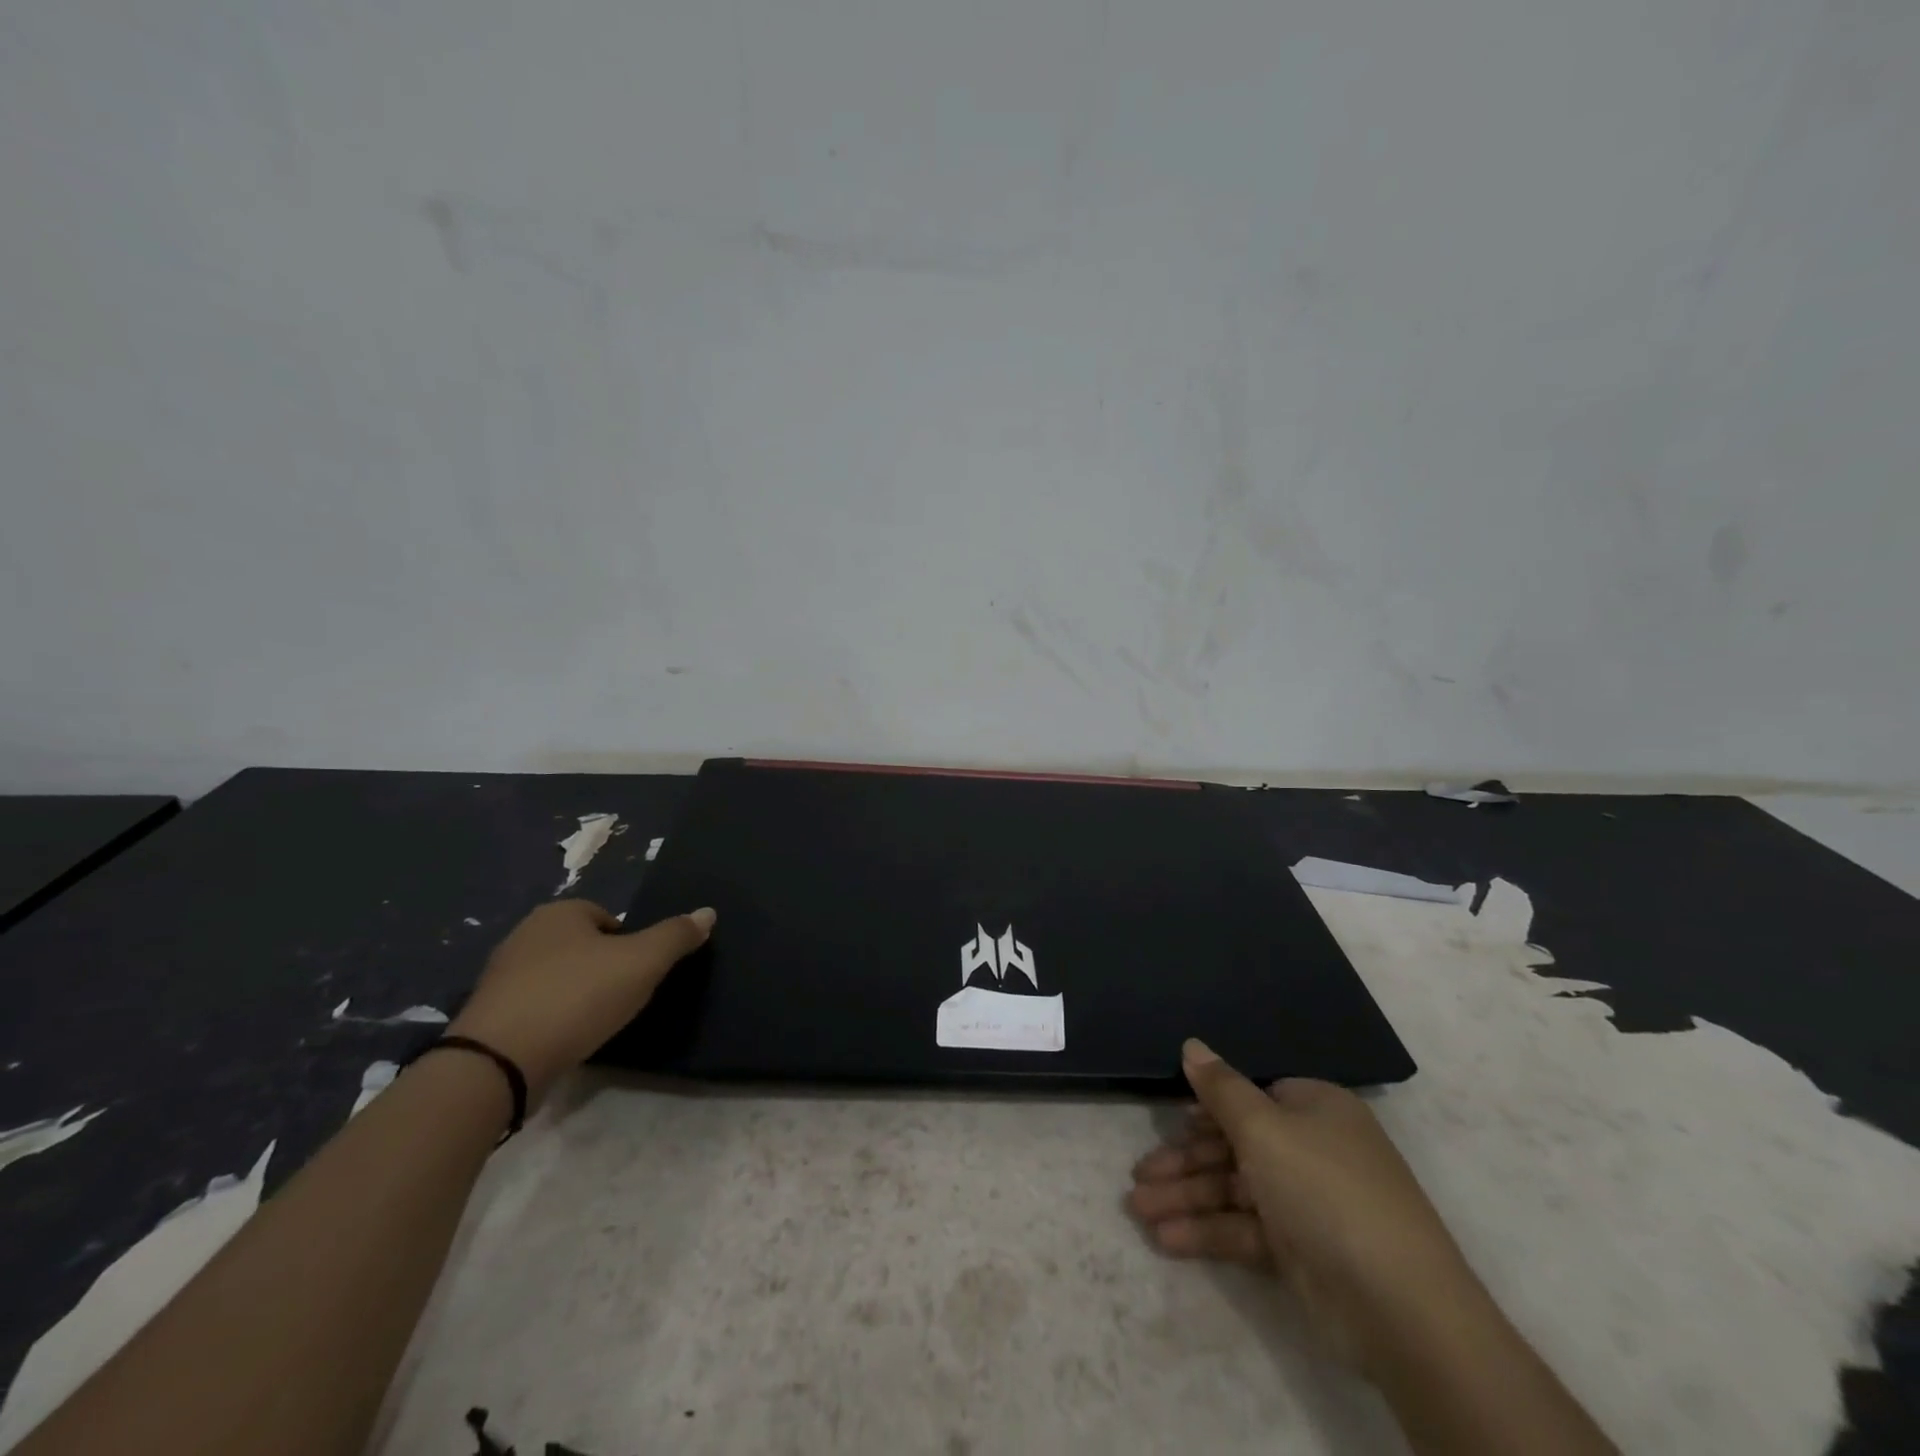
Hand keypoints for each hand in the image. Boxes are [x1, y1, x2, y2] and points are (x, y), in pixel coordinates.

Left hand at [448, 900, 713, 1103]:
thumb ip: (677, 936)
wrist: (497, 1062)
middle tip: (621, 998)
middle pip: (582, 946)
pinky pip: (533, 1007)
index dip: (629, 945)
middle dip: (602, 968)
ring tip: (594, 1022)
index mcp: (560, 912)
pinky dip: (551, 1018)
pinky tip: (563, 1039)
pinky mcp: (487, 1014)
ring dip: (576, 994)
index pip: (608, 918)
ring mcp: (499, 975)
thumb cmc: (578, 996)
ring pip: (556, 976)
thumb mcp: (643, 962)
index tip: (638, 975)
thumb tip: (708, 912)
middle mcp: (525, 933)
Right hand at [1128, 1039, 1483, 1376]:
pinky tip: (1166, 1238)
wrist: (1398, 1306)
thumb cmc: (1324, 1189)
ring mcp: (1306, 1202)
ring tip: (1137, 1210)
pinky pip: (1244, 1229)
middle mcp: (1312, 1148)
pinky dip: (1207, 1232)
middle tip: (1137, 1177)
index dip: (1208, 1109)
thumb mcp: (1264, 1127)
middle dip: (1184, 1162)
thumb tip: (1192, 1044)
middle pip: (1234, 1145)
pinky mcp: (1300, 1251)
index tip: (1170, 1122)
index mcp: (1313, 1108)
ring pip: (1233, 1189)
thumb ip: (1220, 1088)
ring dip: (1186, 1198)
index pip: (1250, 1097)